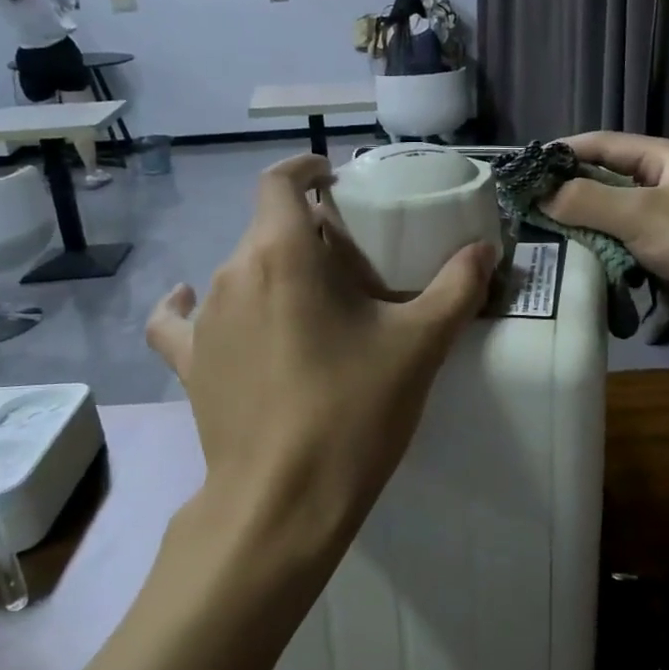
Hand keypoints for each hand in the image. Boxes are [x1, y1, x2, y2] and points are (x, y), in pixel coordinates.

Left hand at [145, 154, 494, 566]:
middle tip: (353, 262)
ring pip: (240, 270)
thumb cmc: (354, 410)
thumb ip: (457, 287)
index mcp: (283, 253)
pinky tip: (196, 304)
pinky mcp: (189, 364)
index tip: (334, 178)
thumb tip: (487, 250)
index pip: (280, 181)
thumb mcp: (420, 345)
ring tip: (313, 302)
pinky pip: (181, 320)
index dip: (306, 168)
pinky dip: (190, 305)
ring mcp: (205, 320)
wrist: (284, 501)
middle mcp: (233, 273)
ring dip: (273, 270)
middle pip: (267, 228)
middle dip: (307, 231)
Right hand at [542, 132, 668, 355]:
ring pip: (605, 216)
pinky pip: (615, 245)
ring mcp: (659, 222)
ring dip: (576, 224)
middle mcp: (660, 185)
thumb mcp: (639, 213)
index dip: (562, 153)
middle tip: (522, 205)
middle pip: (601, 180)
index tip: (524, 168)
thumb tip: (540, 197)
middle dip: (565, 191)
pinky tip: (564, 257)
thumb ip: (586, 201)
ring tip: (533, 231)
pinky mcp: (656, 255)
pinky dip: (592, 249)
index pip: (602, 144)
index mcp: (663, 159)